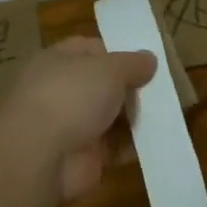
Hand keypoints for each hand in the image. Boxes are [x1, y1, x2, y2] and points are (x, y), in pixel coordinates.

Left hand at [0, 37, 155, 201]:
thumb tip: (149, 59)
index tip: (147, 61)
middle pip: (104, 85)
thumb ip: (132, 63)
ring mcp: (71, 126)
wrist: (40, 157)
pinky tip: (156, 142)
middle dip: (132, 88)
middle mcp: (61, 91)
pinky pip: (114, 148)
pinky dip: (133, 147)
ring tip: (167, 114)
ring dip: (135, 118)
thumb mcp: (109, 69)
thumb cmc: (71, 97)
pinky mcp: (83, 157)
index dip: (119, 52)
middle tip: (164, 90)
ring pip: (111, 117)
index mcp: (58, 61)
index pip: (91, 49)